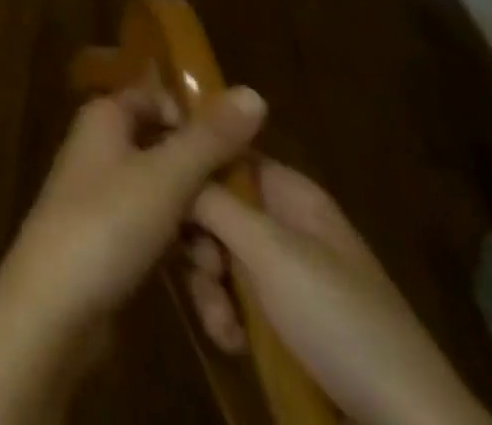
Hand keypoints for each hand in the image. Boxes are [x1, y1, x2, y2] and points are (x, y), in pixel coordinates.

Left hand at [0, 86, 265, 424]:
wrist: (53, 306)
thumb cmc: (107, 222)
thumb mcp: (166, 176)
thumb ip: (210, 138)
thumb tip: (252, 92)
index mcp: (106, 117)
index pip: (157, 100)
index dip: (197, 121)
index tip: (241, 155)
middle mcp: (102, 148)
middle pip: (169, 154)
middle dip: (208, 193)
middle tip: (242, 224)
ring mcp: (104, 197)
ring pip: (169, 203)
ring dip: (201, 238)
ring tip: (221, 274)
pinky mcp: (110, 243)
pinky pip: (158, 239)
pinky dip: (183, 262)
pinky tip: (210, 302)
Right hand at [187, 160, 491, 424]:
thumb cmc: (339, 319)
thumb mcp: (269, 251)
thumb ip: (212, 200)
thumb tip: (167, 148)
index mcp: (289, 192)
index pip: (223, 152)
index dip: (187, 163)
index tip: (152, 185)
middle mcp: (285, 222)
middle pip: (214, 206)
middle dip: (197, 240)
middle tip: (201, 268)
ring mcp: (286, 273)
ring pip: (218, 255)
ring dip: (208, 287)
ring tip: (221, 324)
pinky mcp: (285, 319)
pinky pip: (235, 297)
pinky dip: (226, 317)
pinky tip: (233, 343)